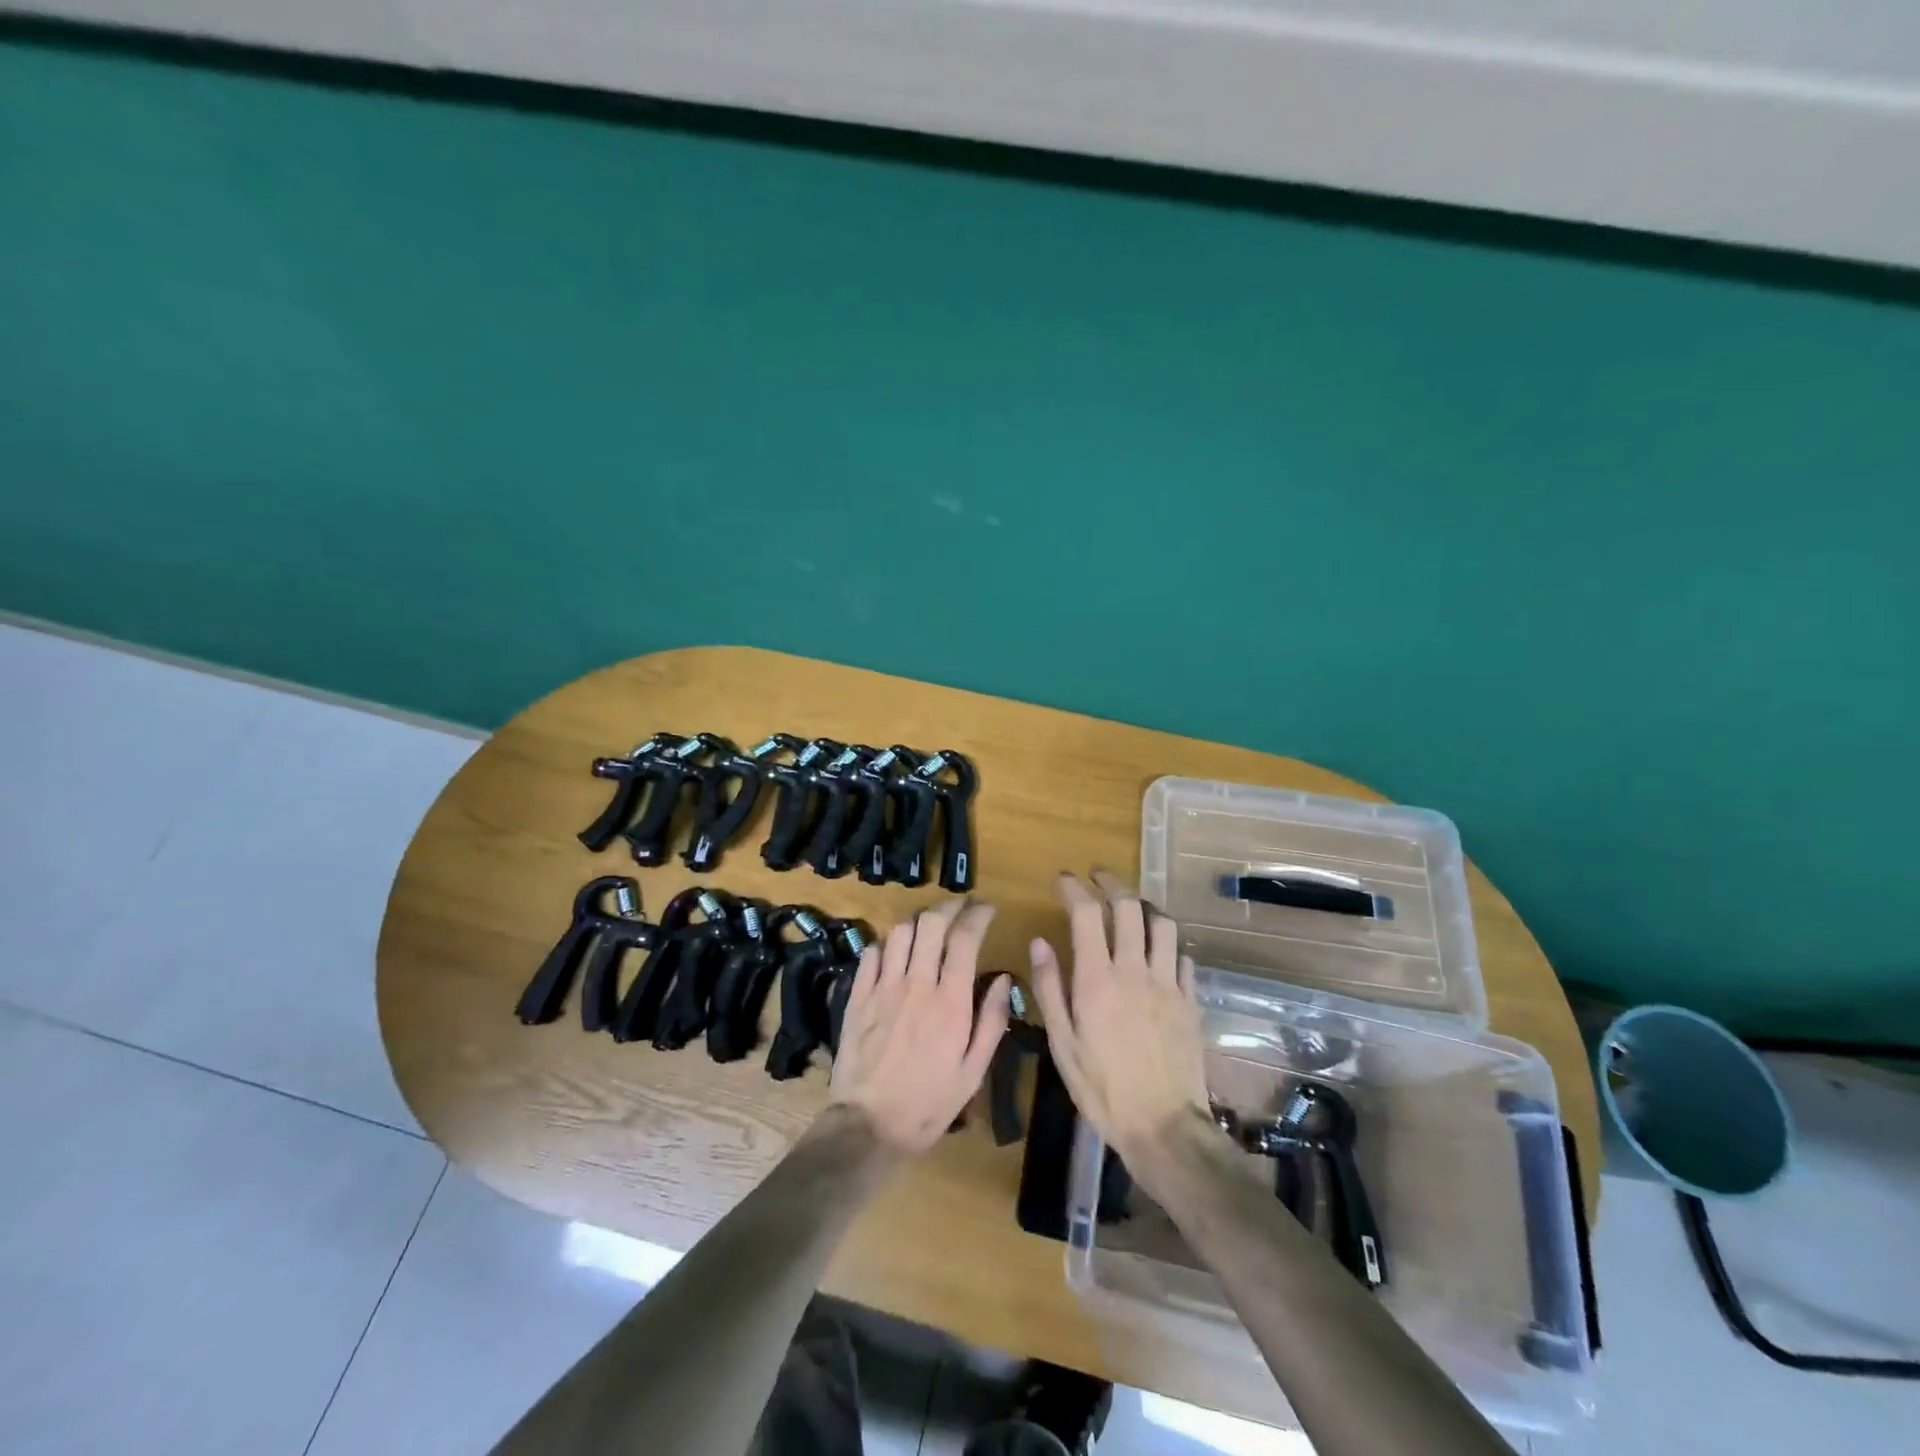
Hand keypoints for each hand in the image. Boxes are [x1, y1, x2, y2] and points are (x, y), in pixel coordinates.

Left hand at [828, 900, 1011, 1154]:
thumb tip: (1003, 978)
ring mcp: (883, 987)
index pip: (965, 938)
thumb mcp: (974, 1071)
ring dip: (918, 921)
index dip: (978, 915)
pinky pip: (871, 953)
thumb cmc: (929, 1103)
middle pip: (931, 923)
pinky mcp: (858, 996)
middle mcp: (917, 984)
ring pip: (900, 932)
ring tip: (929, 926)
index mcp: (950, 1002)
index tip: (987, 909)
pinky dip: (887, 944)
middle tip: (960, 907)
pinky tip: (895, 952)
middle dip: (949, 906)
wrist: (869, 1125)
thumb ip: (992, 1021)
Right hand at [1030, 871, 1212, 1169]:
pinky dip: (1168, 944)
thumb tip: (1039, 943)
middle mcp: (1134, 970)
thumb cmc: (1102, 1088)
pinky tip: (1159, 951)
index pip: (1086, 913)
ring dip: (1144, 907)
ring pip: (1162, 924)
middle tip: (1097, 877)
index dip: (1073, 888)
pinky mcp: (1191, 1000)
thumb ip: (1050, 988)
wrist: (1163, 1127)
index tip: (1062, 879)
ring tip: (1131, 906)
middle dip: (1111, 883)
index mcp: (1097, 979)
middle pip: (1128, 906)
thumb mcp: (1062, 1043)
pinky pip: (1183, 957)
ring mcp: (1168, 983)